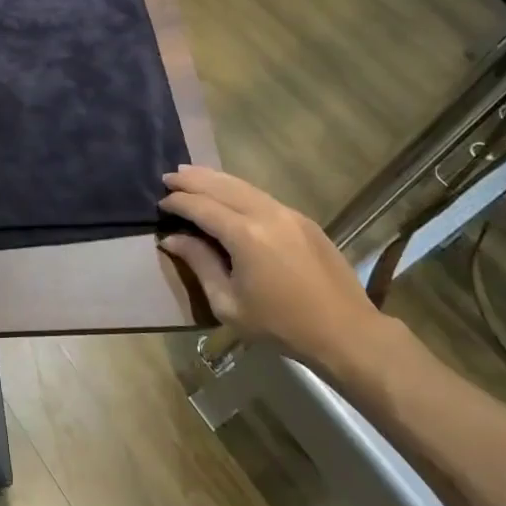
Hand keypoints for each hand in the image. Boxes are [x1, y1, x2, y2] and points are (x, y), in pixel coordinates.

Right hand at [159, 165, 383, 375]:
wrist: (345, 332)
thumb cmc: (280, 325)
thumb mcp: (228, 303)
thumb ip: (199, 264)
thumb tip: (172, 239)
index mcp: (245, 235)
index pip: (202, 207)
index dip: (178, 202)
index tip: (160, 202)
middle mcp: (266, 214)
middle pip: (222, 186)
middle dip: (193, 180)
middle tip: (169, 176)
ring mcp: (288, 213)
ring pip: (244, 185)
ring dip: (215, 178)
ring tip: (192, 173)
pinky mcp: (303, 220)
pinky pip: (262, 196)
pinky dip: (238, 189)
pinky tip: (228, 192)